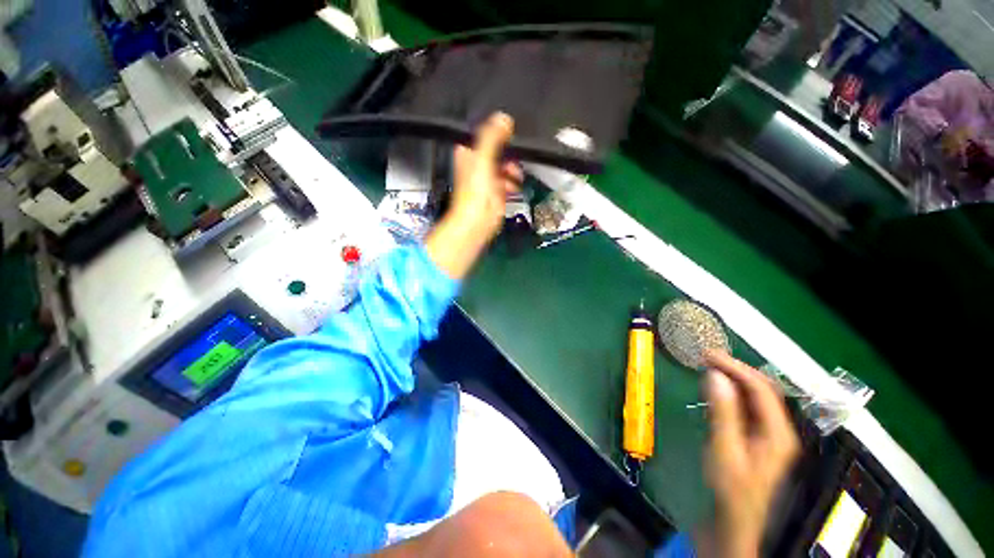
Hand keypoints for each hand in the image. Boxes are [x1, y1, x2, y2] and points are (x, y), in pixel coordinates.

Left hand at [425, 113, 522, 279]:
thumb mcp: (483, 159)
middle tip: (515, 155)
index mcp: (468, 152)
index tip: (509, 131)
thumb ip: (492, 137)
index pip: (484, 133)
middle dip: (508, 152)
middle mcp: (477, 163)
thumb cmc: (475, 193)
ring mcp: (488, 177)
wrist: (479, 221)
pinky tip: (515, 184)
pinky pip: (508, 179)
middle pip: (498, 149)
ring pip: (505, 164)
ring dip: (513, 168)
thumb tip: (504, 118)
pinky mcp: (497, 190)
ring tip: (515, 174)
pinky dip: (513, 181)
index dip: (497, 131)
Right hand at [698, 351, 799, 557]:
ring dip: (733, 380)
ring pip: (755, 397)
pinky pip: (748, 408)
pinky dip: (731, 394)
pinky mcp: (758, 438)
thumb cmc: (730, 488)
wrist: (734, 519)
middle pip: (762, 390)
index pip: (761, 388)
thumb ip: (722, 412)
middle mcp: (779, 429)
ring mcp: (770, 434)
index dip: (736, 367)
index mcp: (778, 432)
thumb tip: (715, 375)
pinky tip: (716, 391)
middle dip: (735, 370)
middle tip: (706, 358)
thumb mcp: (724, 449)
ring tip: (708, 368)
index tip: (708, 355)